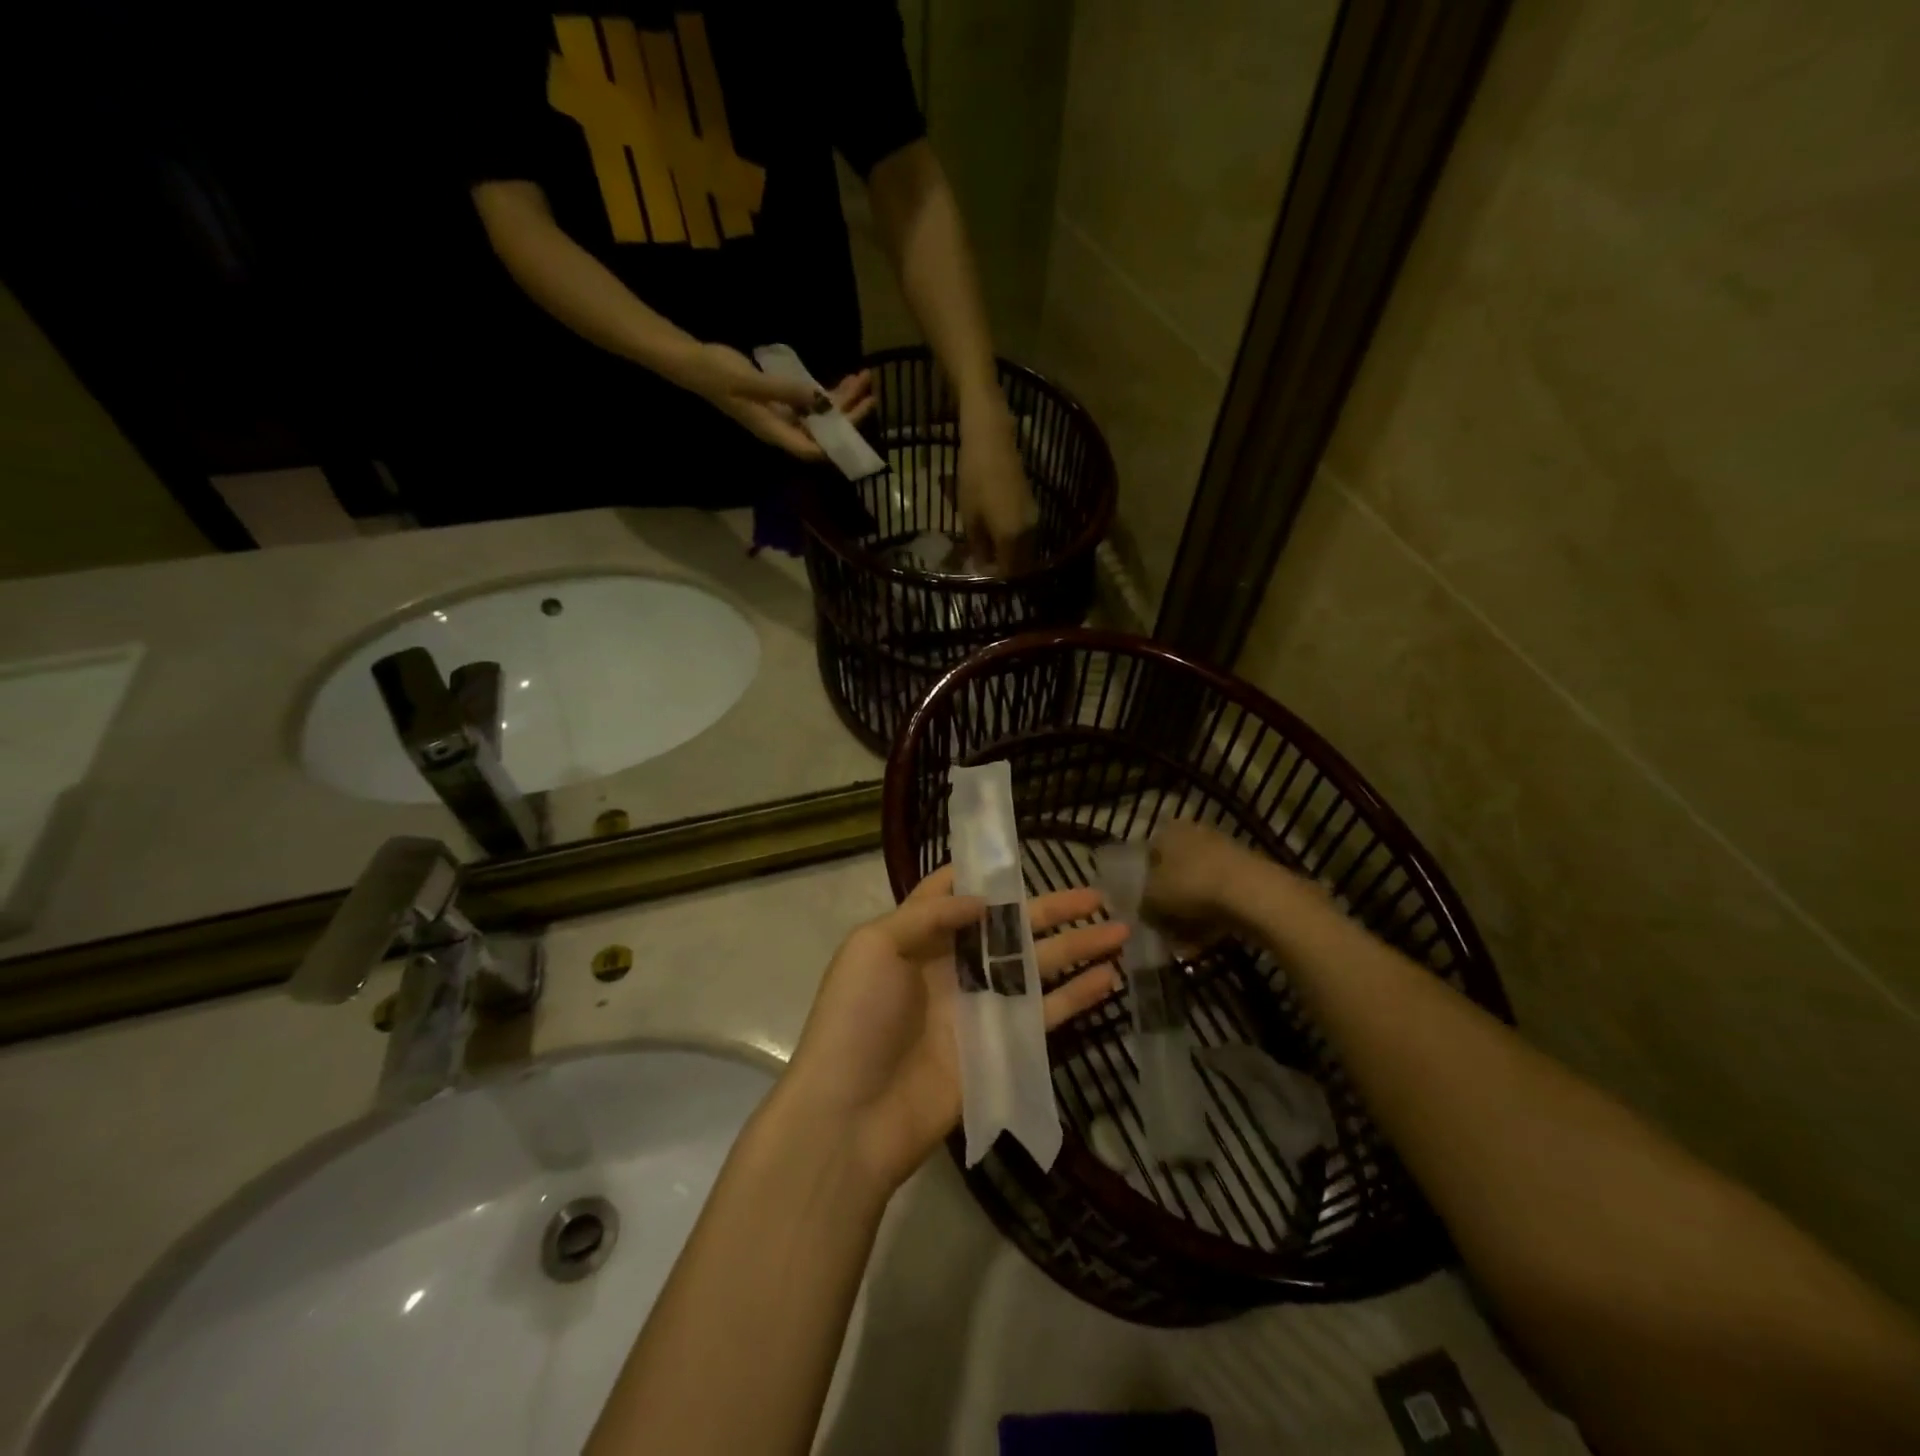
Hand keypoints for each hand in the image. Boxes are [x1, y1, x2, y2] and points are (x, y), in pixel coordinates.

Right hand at [673, 345, 877, 460]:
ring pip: (822, 415)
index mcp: (776, 433)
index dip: (837, 441)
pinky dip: (829, 392)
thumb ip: (784, 391)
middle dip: (849, 413)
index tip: (857, 420)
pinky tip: (845, 379)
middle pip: (824, 431)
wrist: (696, 363)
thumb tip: (817, 398)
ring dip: (843, 400)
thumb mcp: (750, 382)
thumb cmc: (718, 375)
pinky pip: (812, 401)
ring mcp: (784, 415)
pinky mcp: (782, 400)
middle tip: (869, 390)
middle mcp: (784, 428)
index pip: (814, 449)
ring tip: (864, 378)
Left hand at [784, 866, 1128, 1189]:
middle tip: (1097, 894)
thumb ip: (928, 915)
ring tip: (1120, 929)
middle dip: (1052, 909)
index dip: (984, 875)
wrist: (853, 1115)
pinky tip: (1110, 977)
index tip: (1019, 855)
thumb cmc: (857, 1019)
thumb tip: (982, 899)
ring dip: (1077, 948)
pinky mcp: (1001, 1046)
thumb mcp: (874, 947)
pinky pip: (1045, 1013)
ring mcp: (980, 1006)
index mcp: (918, 937)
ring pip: (1037, 966)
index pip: (953, 894)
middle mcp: (953, 965)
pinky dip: (1078, 996)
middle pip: (1010, 928)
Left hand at [957, 400, 1036, 572]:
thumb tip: (981, 566)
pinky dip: (1013, 544)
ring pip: (1025, 551)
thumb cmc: (974, 477)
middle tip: (985, 575)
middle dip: (1005, 574)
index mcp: (1013, 538)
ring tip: (989, 559)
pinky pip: (1025, 536)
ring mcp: (1034, 519)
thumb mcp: (969, 517)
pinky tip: (996, 540)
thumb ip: (978, 546)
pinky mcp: (1033, 507)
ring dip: (1010, 558)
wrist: (992, 439)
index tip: (983, 588)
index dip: (997, 584)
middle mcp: (1030, 532)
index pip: (1009, 574)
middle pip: (1021, 565)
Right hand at [1143, 820, 1265, 952]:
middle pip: (1175, 873)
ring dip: (1191, 913)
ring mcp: (1223, 852)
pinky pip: (1220, 897)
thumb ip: (1143, 905)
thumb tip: (1146, 910)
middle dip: (1170, 902)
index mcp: (1168, 831)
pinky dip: (1213, 917)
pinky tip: (1208, 940)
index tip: (1146, 909)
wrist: (1252, 893)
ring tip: (1187, 942)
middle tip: (1166, 928)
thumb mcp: (1152, 900)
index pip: (1149, 857)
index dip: (1144, 885)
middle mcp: (1195, 834)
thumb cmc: (1190, 886)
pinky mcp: (1246, 873)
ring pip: (1198, 886)